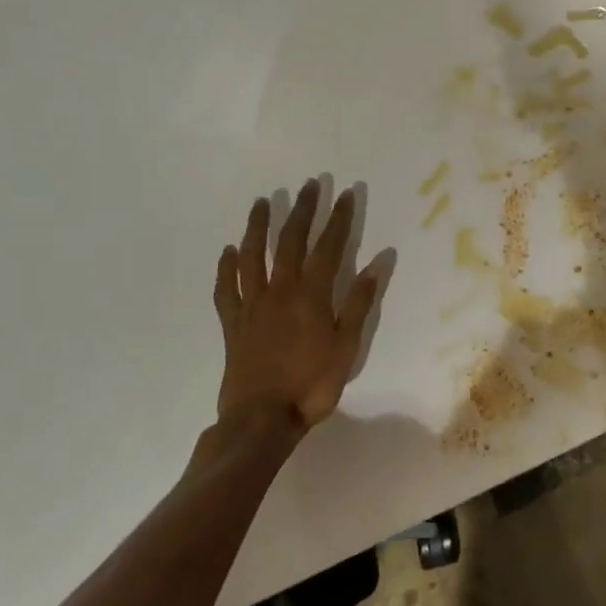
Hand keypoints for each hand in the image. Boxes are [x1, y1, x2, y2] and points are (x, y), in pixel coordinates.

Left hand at [212, 177, 385, 437]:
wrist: (260, 420)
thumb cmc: (311, 385)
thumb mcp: (347, 346)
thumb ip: (359, 303)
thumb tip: (378, 262)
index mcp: (311, 295)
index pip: (328, 247)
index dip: (338, 219)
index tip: (345, 194)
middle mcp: (280, 291)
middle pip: (290, 242)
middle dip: (301, 211)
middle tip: (309, 185)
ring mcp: (252, 305)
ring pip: (252, 256)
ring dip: (257, 227)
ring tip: (262, 202)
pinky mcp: (232, 323)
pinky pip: (226, 289)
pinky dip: (226, 268)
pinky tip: (227, 252)